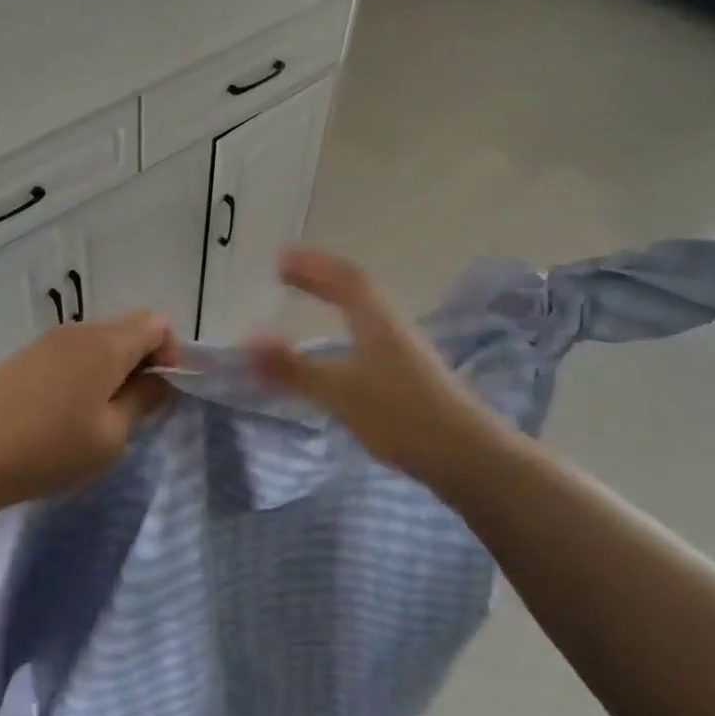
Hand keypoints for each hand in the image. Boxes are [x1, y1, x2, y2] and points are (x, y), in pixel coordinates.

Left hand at [0, 311, 177, 520]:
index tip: (162, 393)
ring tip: (98, 419)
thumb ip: (143, 402)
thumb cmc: (48, 449)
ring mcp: (46, 342)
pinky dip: (82, 376)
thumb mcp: (111, 437)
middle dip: (142, 363)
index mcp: (106, 343)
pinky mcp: (23, 359)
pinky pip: (69, 356)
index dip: (172, 353)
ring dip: (111, 372)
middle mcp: (78, 331)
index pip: (157, 323)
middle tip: (134, 411)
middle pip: (127, 330)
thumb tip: (158, 381)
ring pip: (97, 344)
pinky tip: (64, 416)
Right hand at [248, 250, 501, 483]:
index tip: (280, 259)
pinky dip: (345, 330)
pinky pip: (369, 338)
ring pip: (365, 314)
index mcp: (375, 320)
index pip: (342, 278)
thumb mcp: (339, 390)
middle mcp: (391, 327)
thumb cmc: (401, 415)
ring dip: (336, 302)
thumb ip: (292, 367)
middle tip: (289, 275)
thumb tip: (246, 341)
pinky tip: (340, 353)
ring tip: (311, 304)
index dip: (311, 266)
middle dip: (320, 279)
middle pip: (355, 290)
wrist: (468, 456)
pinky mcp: (410, 378)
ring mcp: (405, 352)